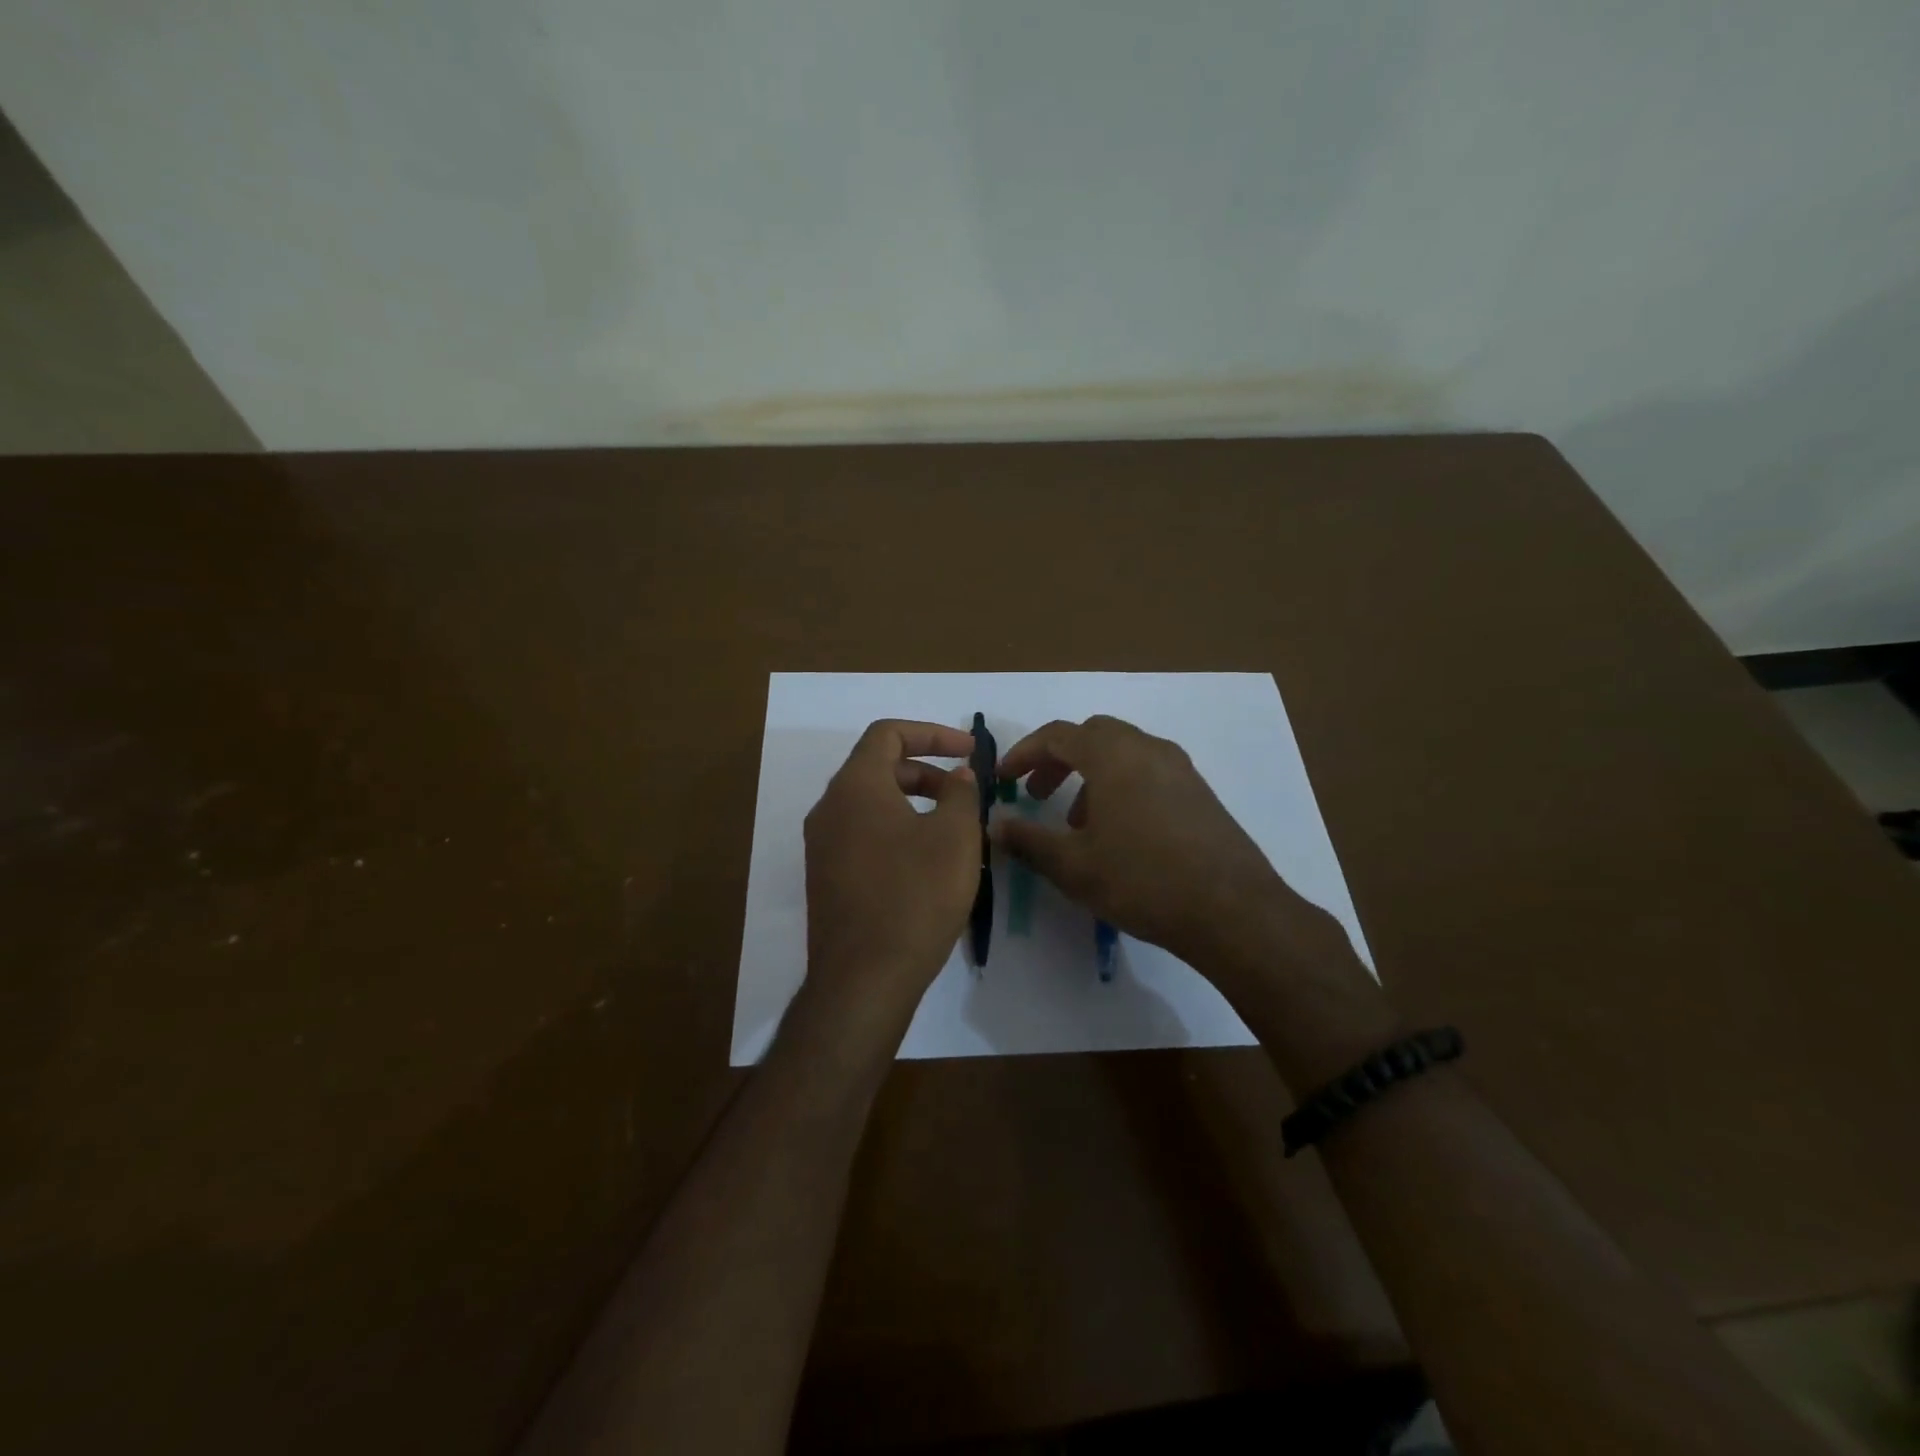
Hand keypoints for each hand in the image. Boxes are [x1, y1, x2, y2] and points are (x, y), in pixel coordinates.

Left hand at [802, 719, 981, 1023]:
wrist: (863, 979)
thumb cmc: (915, 896)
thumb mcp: (955, 837)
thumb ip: (961, 793)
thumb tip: (958, 775)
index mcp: (855, 786)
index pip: (888, 734)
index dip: (932, 733)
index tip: (968, 751)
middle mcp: (829, 808)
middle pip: (878, 767)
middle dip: (926, 771)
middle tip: (965, 793)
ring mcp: (822, 845)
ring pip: (870, 803)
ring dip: (913, 802)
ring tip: (952, 828)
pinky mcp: (826, 877)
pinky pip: (862, 834)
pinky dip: (896, 829)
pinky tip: (926, 861)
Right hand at [993, 715, 1290, 968]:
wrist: (1232, 911)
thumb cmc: (1142, 880)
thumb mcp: (1073, 866)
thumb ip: (1029, 840)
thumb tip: (995, 825)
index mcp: (1113, 755)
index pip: (1057, 735)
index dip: (1023, 753)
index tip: (1003, 779)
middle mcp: (1148, 749)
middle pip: (1092, 735)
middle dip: (1058, 759)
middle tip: (1036, 793)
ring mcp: (1180, 768)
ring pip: (1123, 753)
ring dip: (1090, 774)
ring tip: (1076, 820)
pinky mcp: (1200, 792)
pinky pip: (1148, 771)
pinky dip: (1121, 785)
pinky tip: (1119, 832)